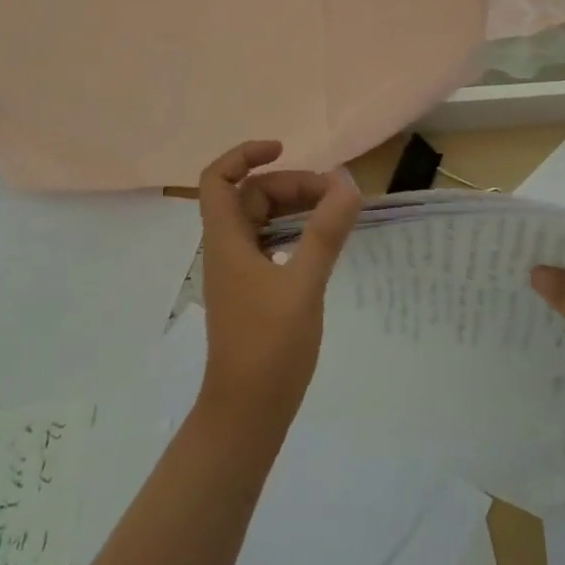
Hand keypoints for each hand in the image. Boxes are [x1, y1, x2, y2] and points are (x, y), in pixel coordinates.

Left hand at [194, 140, 361, 440]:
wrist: (247, 414)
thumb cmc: (268, 348)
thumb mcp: (303, 286)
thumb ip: (325, 234)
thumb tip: (347, 185)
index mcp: (227, 242)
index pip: (217, 180)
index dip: (244, 155)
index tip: (284, 149)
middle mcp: (228, 250)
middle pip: (249, 196)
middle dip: (290, 184)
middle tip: (334, 194)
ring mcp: (239, 272)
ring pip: (262, 220)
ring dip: (295, 207)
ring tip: (335, 212)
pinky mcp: (253, 291)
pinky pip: (272, 243)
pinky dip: (296, 231)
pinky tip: (323, 242)